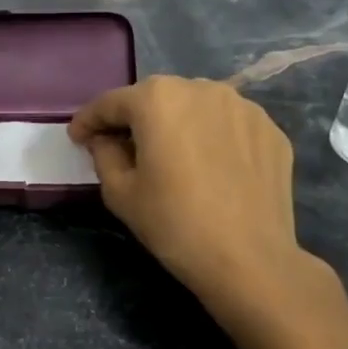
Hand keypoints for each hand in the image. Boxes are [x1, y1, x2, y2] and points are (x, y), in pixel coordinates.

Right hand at [69, 75, 347, 348]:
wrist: (249, 260)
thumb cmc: (174, 224)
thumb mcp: (120, 193)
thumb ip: (104, 154)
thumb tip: (105, 140)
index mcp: (157, 99)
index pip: (111, 102)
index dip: (88, 120)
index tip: (78, 137)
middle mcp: (201, 88)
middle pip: (156, 98)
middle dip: (135, 119)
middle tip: (121, 147)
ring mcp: (242, 107)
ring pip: (195, 107)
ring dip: (176, 125)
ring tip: (171, 156)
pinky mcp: (270, 129)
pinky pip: (227, 125)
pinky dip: (211, 137)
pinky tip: (209, 167)